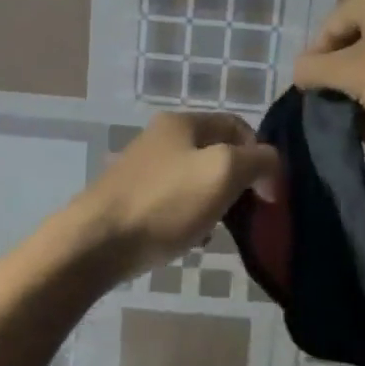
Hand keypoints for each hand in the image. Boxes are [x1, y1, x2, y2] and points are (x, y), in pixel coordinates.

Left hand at [67, 112, 279, 279]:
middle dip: (236, 181)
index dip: (260, 155)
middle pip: (216, 152)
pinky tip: (189, 240)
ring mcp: (142, 167)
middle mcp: (160, 136)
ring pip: (195, 179)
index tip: (267, 194)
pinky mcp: (130, 197)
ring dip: (213, 202)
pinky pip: (173, 201)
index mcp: (182, 122)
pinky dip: (189, 217)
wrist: (94, 243)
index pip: (237, 125)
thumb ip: (258, 160)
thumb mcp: (224, 172)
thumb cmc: (165, 203)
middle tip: (244, 213)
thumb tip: (269, 167)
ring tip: (216, 231)